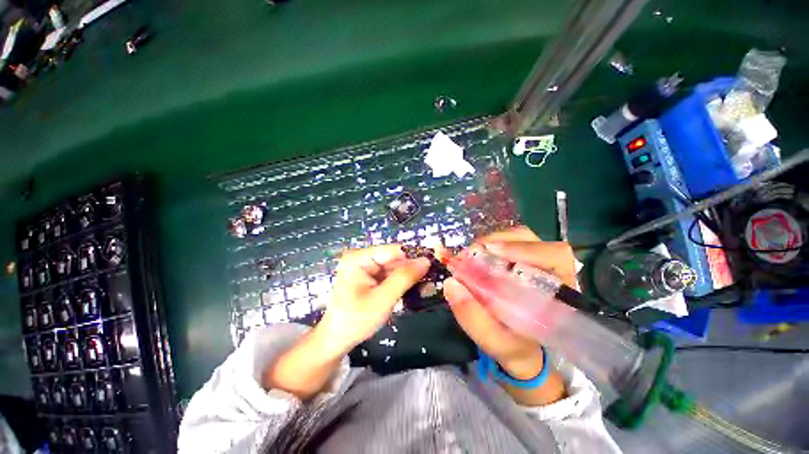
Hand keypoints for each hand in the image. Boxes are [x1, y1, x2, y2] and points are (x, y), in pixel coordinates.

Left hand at [317, 245, 430, 354]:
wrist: (336, 341)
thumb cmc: (356, 320)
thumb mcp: (383, 298)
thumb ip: (405, 278)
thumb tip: (426, 260)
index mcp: (360, 258)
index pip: (393, 250)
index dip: (414, 257)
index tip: (433, 265)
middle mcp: (362, 258)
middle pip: (394, 259)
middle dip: (412, 270)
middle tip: (432, 279)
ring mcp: (365, 268)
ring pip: (394, 268)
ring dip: (409, 278)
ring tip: (427, 286)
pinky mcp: (369, 278)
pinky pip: (389, 276)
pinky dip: (401, 283)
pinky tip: (414, 290)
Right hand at [444, 226, 576, 378]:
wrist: (523, 349)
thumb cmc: (516, 347)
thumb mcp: (495, 342)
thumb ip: (473, 318)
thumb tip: (451, 283)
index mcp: (560, 293)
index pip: (555, 256)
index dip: (524, 248)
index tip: (491, 251)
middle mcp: (552, 270)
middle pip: (531, 240)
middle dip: (498, 243)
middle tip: (471, 254)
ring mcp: (537, 261)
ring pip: (517, 237)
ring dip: (491, 242)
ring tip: (470, 256)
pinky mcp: (522, 259)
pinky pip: (506, 243)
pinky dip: (488, 245)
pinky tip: (476, 258)